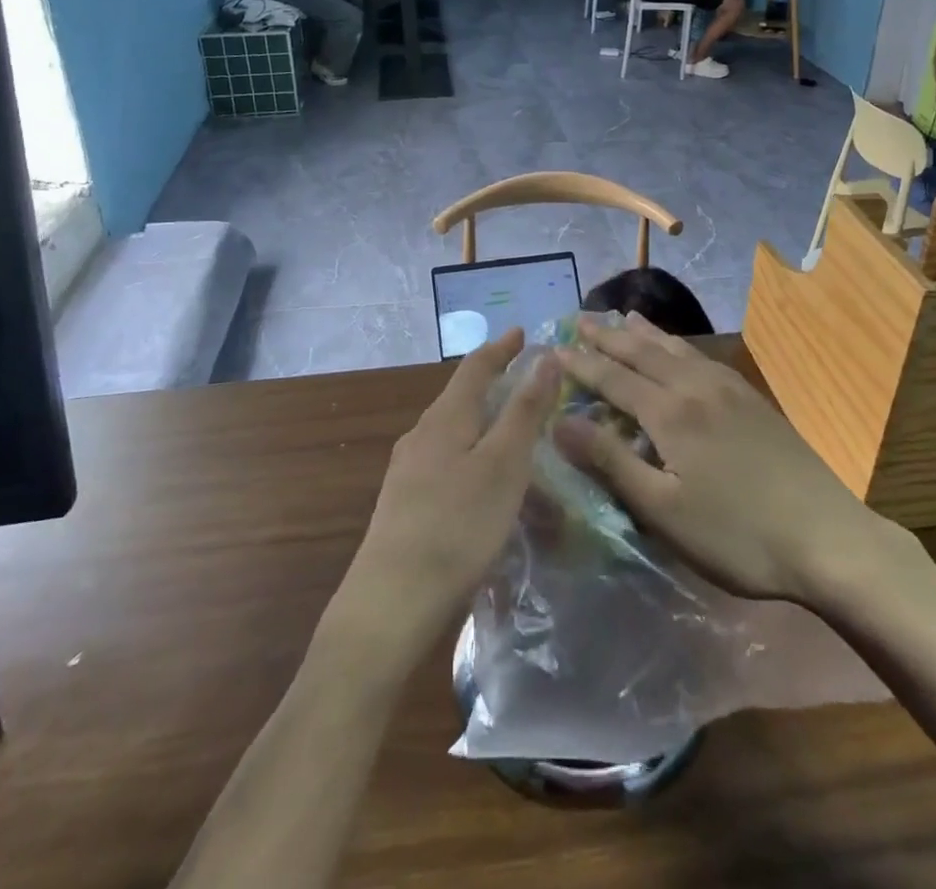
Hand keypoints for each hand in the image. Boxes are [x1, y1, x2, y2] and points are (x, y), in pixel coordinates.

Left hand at [340, 331, 559, 663]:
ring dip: (480, 419)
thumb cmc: (457, 525)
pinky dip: (470, 451)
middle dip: (491, 382)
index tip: (522, 332)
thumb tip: (544, 357)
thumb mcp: (504, 464)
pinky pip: (445, 460)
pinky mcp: (404, 504)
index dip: (501, 348)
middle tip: (523, 379)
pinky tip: (480, 479)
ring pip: (451, 430)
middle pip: (460, 396)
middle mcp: (421, 435)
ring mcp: (407, 471)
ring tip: (508, 427)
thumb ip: (524, 410)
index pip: (475, 367)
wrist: (391, 603)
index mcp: (445, 417)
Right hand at [553, 315, 917, 603]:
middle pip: (642, 352)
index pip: (613, 378)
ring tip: (623, 316)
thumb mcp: (663, 510)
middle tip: (580, 319)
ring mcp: (728, 389)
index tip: (553, 348)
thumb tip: (559, 421)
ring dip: (644, 332)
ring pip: (675, 348)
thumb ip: (611, 461)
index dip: (581, 363)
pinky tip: (680, 349)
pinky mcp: (751, 398)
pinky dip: (678, 344)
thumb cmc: (736, 534)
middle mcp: (695, 387)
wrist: (826, 536)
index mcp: (670, 412)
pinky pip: (701, 357)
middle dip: (608, 336)